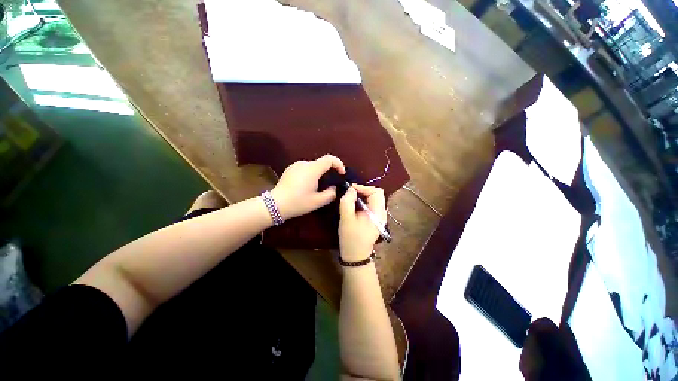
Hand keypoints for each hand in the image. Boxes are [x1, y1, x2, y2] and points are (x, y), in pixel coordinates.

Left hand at [271, 155, 345, 219]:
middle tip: (330, 184)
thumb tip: (333, 187)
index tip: (341, 174)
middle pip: (321, 163)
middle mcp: (304, 163)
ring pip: (313, 166)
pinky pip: (305, 168)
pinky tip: (306, 186)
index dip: (338, 164)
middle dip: (328, 171)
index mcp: (312, 169)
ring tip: (317, 187)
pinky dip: (310, 174)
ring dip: (319, 173)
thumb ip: (330, 194)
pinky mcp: (290, 169)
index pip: (329, 159)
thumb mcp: (317, 202)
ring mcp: (295, 165)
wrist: (275, 205)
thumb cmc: (298, 203)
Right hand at [339, 184, 385, 261]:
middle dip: (363, 190)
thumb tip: (351, 189)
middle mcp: (382, 213)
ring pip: (374, 198)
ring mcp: (379, 216)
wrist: (355, 255)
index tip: (351, 189)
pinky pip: (371, 204)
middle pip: (377, 194)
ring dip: (363, 195)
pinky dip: (364, 200)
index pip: (376, 192)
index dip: (363, 187)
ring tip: (351, 198)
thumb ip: (347, 201)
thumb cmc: (351, 238)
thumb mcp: (346, 218)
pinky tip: (355, 205)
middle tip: (351, 193)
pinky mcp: (375, 218)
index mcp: (377, 213)